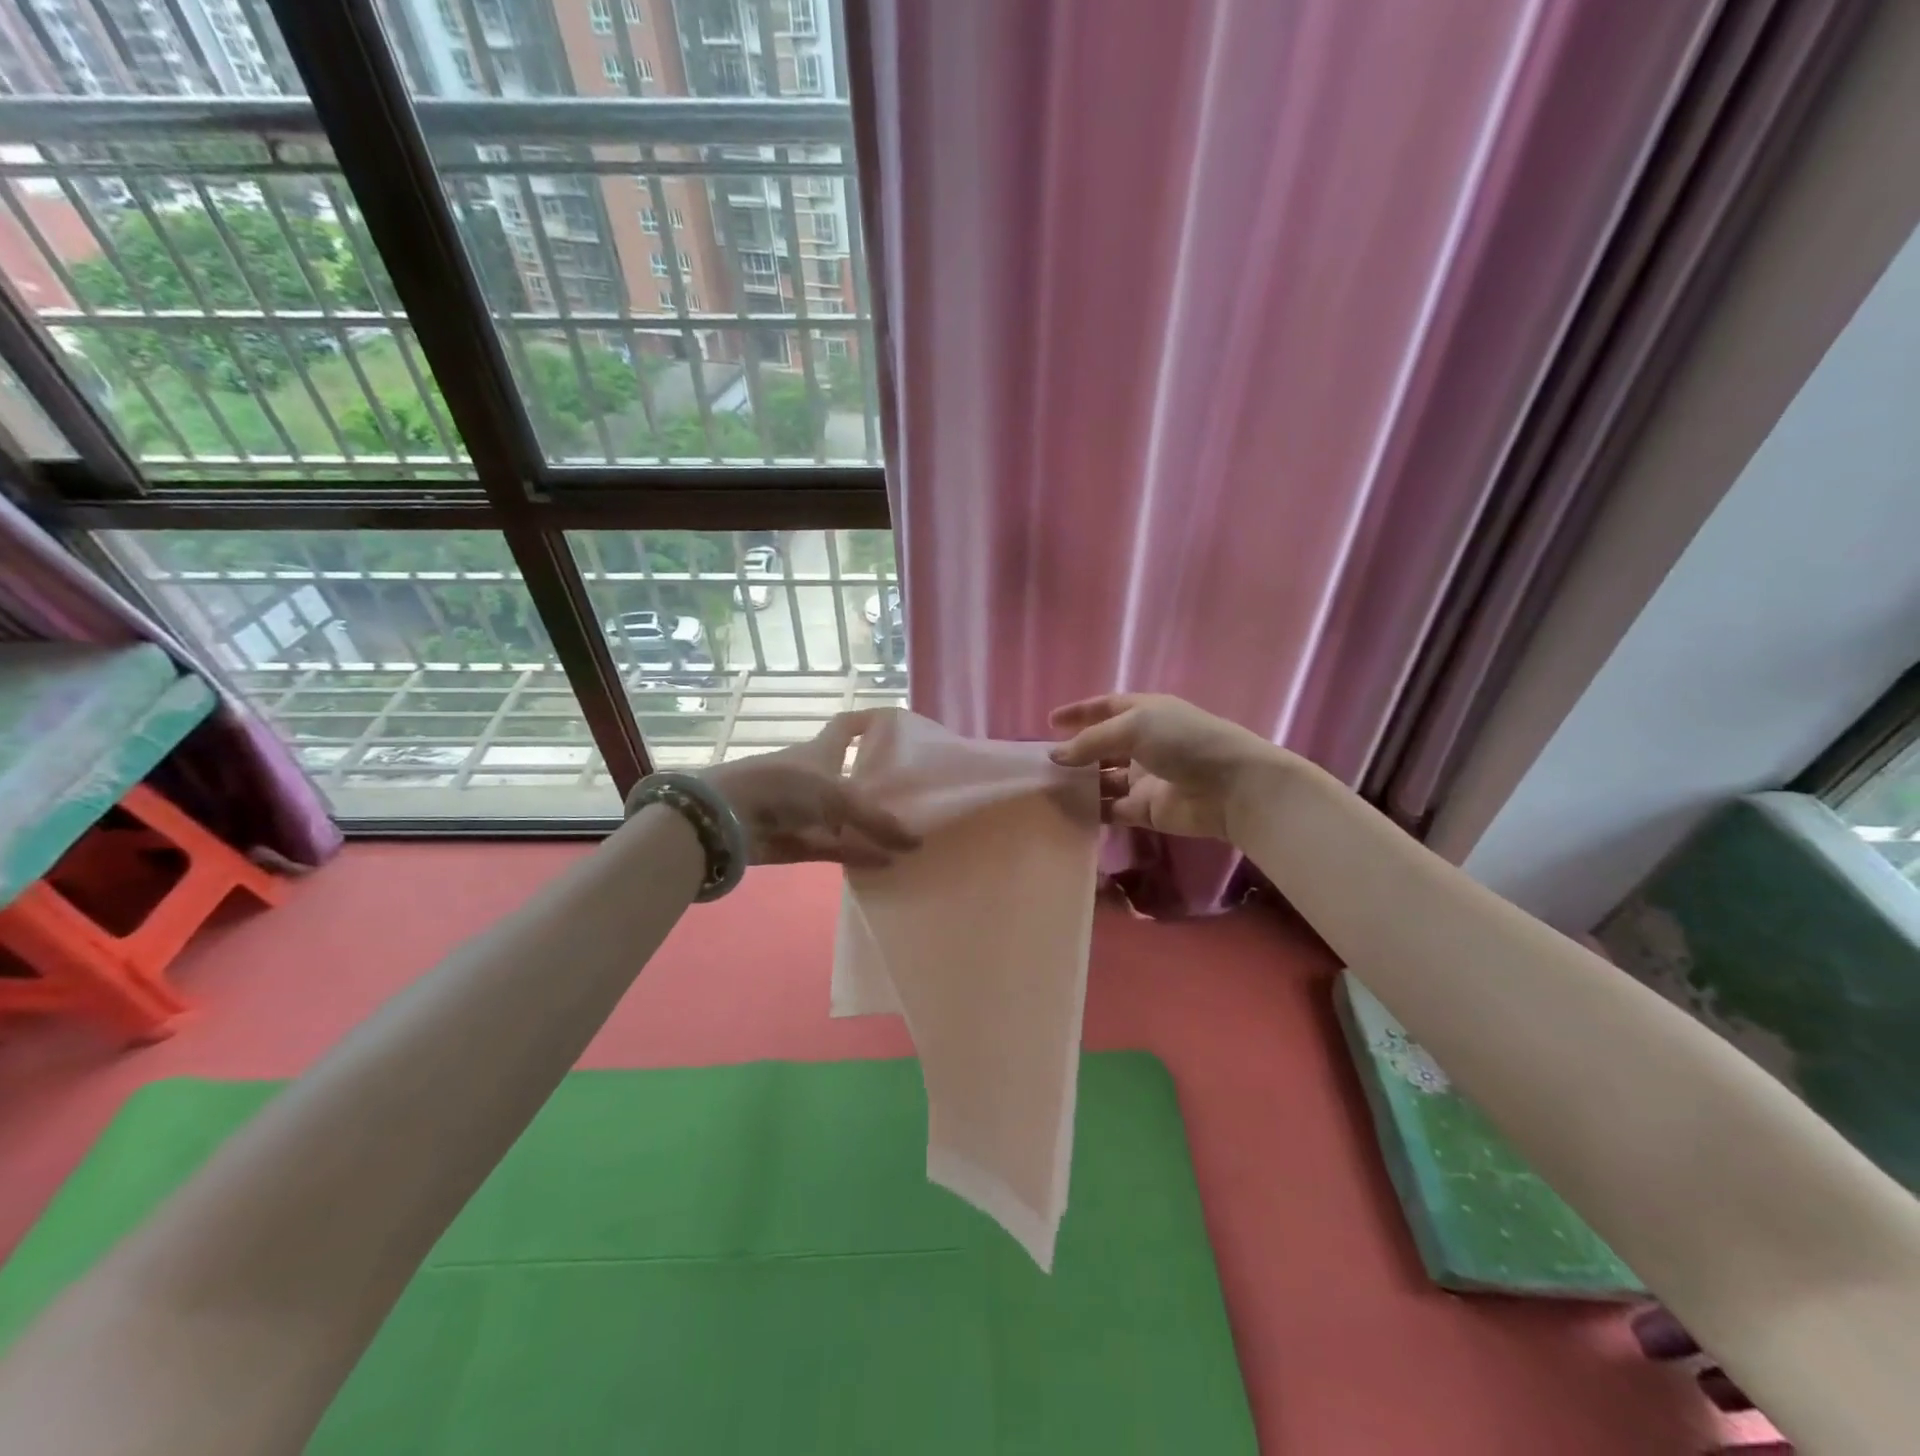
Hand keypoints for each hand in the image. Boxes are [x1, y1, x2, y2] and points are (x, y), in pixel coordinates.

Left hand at [702, 711, 919, 867]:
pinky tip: (885, 863)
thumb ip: (877, 821)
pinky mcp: (796, 841)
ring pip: (844, 818)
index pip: (848, 726)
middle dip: (877, 782)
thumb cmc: (783, 787)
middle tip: (913, 792)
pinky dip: (857, 854)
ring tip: (905, 833)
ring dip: (869, 826)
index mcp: (821, 750)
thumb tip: (915, 843)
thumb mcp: (838, 796)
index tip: (895, 724)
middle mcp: (814, 776)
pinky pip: (834, 848)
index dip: (869, 721)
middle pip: (850, 775)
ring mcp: (804, 811)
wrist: (726, 818)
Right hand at [1048, 693, 1285, 840]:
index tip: (1050, 722)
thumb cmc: (1184, 742)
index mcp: (1144, 713)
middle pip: (1101, 746)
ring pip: (1102, 780)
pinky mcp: (1144, 809)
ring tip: (1046, 789)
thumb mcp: (1133, 727)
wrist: (1231, 788)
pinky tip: (1066, 812)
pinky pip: (1110, 809)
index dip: (1079, 712)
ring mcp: (1144, 778)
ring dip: (1078, 784)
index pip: (1106, 708)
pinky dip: (1090, 811)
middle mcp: (1143, 743)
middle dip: (1074, 753)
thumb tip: (1056, 756)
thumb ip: (1090, 741)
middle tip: (1042, 764)